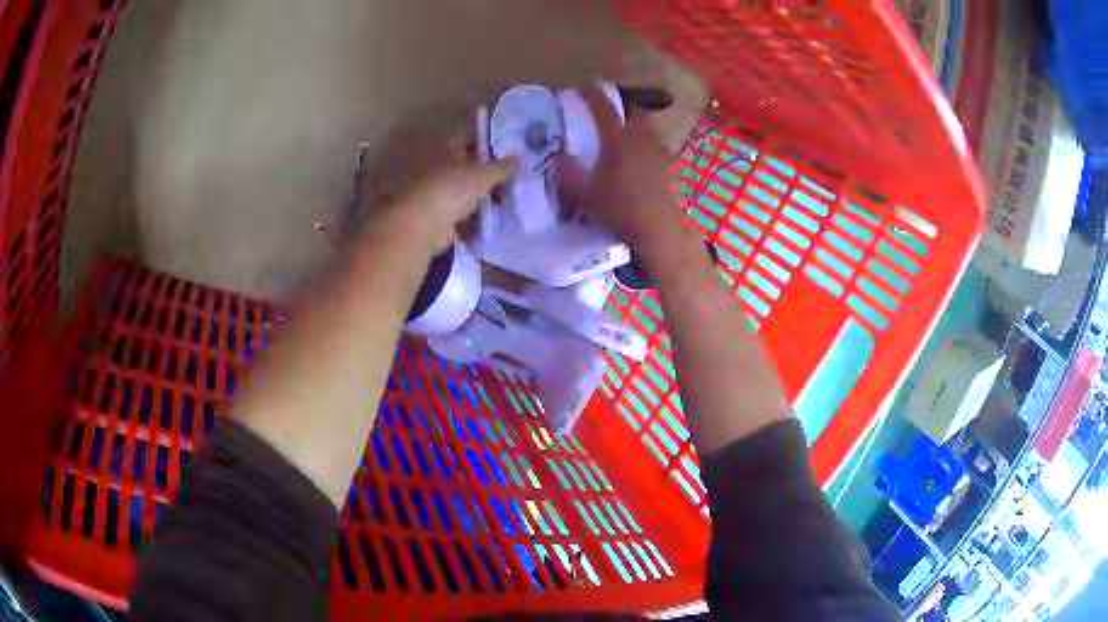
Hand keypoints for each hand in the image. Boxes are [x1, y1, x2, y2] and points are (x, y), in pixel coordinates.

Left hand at [355, 124, 517, 253]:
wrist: (420, 226)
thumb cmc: (449, 188)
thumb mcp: (483, 174)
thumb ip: (502, 166)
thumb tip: (517, 158)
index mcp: (443, 145)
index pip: (469, 133)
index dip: (488, 135)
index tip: (508, 141)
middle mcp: (434, 163)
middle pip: (465, 161)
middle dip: (486, 168)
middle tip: (510, 173)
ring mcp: (432, 189)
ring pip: (462, 187)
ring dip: (479, 193)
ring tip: (503, 198)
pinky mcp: (432, 213)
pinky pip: (458, 211)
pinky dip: (471, 215)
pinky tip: (489, 218)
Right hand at [558, 85, 684, 246]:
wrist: (658, 229)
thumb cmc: (619, 209)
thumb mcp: (585, 194)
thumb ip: (568, 173)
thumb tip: (557, 156)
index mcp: (618, 141)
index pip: (604, 109)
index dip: (592, 95)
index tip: (582, 86)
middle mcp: (641, 140)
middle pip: (633, 113)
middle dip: (621, 108)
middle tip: (608, 114)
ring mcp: (659, 152)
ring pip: (648, 128)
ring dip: (635, 125)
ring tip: (624, 136)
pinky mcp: (670, 166)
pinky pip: (657, 146)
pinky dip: (647, 144)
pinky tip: (641, 159)